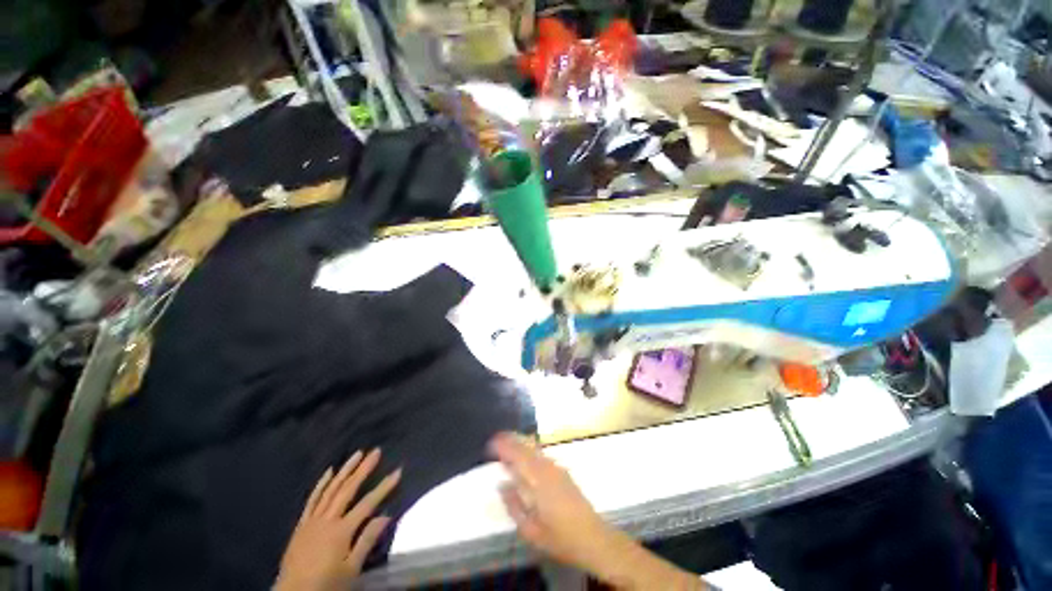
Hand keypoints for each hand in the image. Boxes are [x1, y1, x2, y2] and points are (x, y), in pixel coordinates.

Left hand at [275, 449, 400, 590]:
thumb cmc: (326, 585)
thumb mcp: (350, 571)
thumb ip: (366, 542)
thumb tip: (386, 515)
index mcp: (341, 531)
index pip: (367, 503)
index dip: (384, 487)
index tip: (398, 471)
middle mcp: (327, 520)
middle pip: (348, 490)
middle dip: (363, 469)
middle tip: (376, 451)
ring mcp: (312, 520)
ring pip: (331, 489)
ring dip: (345, 470)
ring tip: (357, 454)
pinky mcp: (301, 525)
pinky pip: (312, 500)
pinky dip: (321, 484)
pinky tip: (328, 472)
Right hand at [489, 433, 620, 574]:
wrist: (592, 537)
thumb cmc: (559, 538)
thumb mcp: (530, 530)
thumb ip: (514, 505)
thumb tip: (502, 485)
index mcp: (538, 481)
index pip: (517, 456)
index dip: (504, 447)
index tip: (491, 444)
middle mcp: (547, 468)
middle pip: (526, 447)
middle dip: (511, 440)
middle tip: (496, 439)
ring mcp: (557, 468)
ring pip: (535, 449)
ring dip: (520, 443)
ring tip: (507, 442)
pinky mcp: (563, 471)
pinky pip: (542, 454)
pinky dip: (530, 450)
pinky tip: (525, 455)